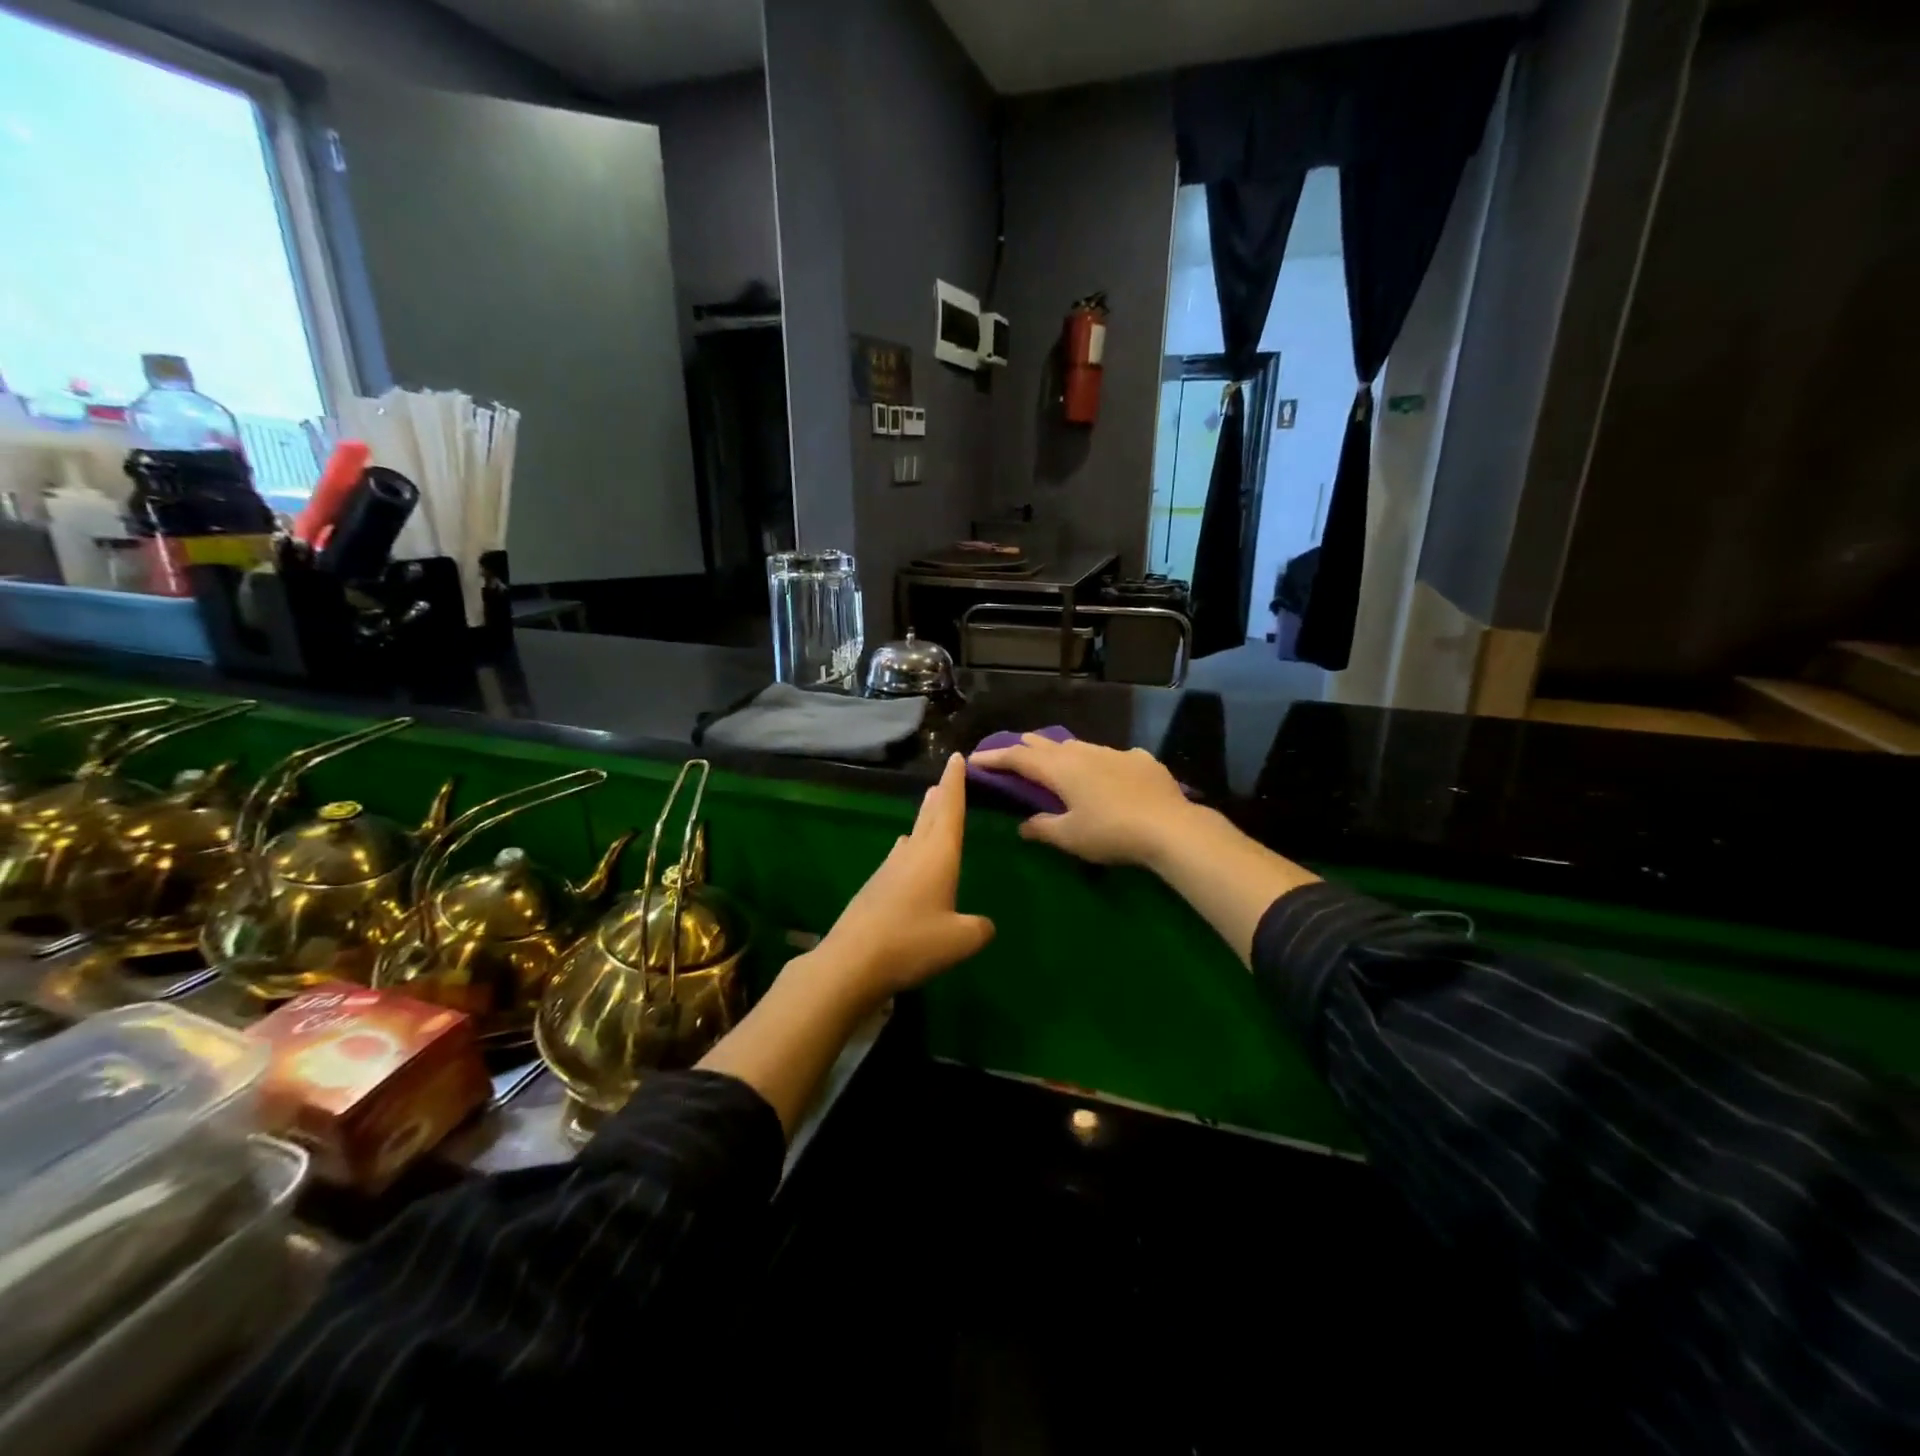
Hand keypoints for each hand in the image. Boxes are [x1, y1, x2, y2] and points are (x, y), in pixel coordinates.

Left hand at [811, 752, 994, 998]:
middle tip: (944, 779)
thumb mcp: (960, 940)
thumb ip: (978, 929)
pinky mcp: (874, 889)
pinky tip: (906, 857)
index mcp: (938, 855)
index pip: (950, 810)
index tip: (956, 758)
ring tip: (931, 810)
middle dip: (940, 797)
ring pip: (913, 837)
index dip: (955, 783)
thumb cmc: (912, 942)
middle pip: (929, 817)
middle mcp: (913, 854)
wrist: (851, 961)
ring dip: (924, 821)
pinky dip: (909, 850)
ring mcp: (889, 870)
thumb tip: (983, 925)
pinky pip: (899, 858)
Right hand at [968, 735, 1200, 867]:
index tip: (976, 759)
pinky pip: (1111, 757)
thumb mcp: (1069, 837)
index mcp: (1060, 769)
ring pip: (1079, 747)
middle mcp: (1083, 753)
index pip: (1018, 757)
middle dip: (1025, 748)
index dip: (995, 758)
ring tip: (1056, 762)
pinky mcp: (1140, 759)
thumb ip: (1042, 828)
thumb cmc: (1110, 833)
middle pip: (1046, 744)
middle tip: (1012, 754)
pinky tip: (1107, 774)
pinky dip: (1099, 763)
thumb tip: (1023, 825)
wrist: (1169, 827)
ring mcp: (1114, 752)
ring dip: (1061, 753)